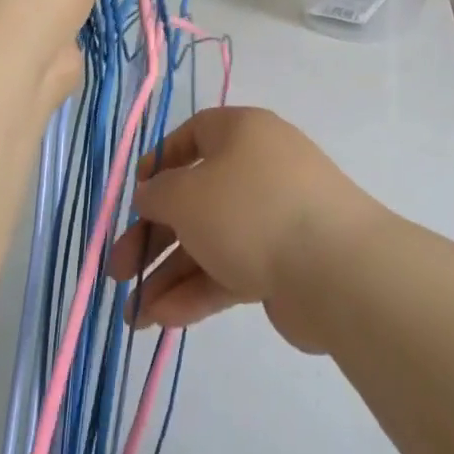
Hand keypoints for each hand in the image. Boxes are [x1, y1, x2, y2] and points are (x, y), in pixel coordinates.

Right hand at [105, 107, 386, 352]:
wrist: (336, 268)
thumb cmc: (251, 210)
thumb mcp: (188, 194)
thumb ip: (158, 193)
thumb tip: (151, 194)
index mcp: (243, 133)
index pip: (194, 135)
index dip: (159, 163)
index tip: (134, 196)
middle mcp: (259, 168)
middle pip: (195, 197)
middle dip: (152, 235)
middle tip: (117, 271)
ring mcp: (274, 216)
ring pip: (210, 240)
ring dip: (168, 275)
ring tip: (133, 317)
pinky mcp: (283, 262)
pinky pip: (231, 269)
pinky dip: (197, 292)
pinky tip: (162, 321)